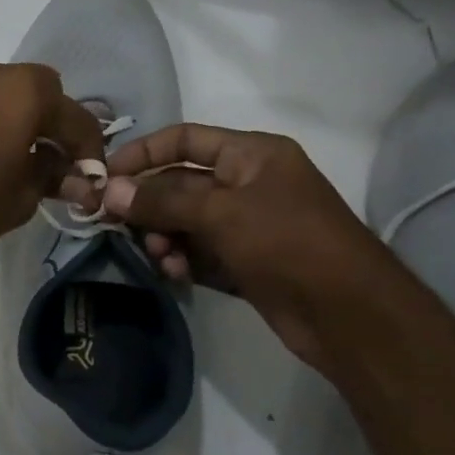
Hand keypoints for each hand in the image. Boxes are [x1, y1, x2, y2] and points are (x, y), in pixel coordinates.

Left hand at [0, 61, 104, 272]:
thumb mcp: (22, 198)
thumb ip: (52, 177)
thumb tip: (71, 175)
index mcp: (23, 91)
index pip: (74, 115)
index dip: (89, 147)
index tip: (90, 173)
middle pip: (36, 89)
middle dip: (50, 120)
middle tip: (50, 158)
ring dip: (11, 116)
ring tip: (7, 156)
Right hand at [81, 124, 401, 369]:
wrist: (349, 315)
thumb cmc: (288, 243)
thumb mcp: (221, 214)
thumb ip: (161, 200)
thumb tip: (109, 191)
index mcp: (252, 155)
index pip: (185, 139)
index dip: (143, 152)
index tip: (105, 176)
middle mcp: (246, 184)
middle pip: (178, 183)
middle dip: (147, 204)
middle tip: (115, 224)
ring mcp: (245, 225)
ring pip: (183, 221)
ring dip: (162, 236)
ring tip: (158, 256)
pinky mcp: (242, 261)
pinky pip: (196, 252)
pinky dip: (180, 259)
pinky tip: (173, 274)